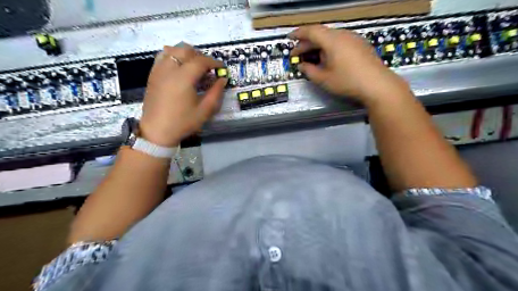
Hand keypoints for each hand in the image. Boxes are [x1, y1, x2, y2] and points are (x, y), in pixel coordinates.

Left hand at [140, 44, 226, 146]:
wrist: (157, 131)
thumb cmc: (183, 122)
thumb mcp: (204, 110)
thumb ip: (216, 92)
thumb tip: (222, 79)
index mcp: (183, 78)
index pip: (201, 61)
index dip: (213, 62)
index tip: (221, 67)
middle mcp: (170, 69)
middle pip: (186, 50)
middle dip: (200, 56)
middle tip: (208, 68)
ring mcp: (159, 70)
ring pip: (173, 49)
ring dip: (186, 53)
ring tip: (194, 65)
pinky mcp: (153, 74)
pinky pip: (163, 56)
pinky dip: (174, 56)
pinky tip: (180, 67)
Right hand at [290, 25, 410, 106]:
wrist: (377, 85)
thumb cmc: (347, 81)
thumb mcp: (324, 79)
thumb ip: (309, 71)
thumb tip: (302, 65)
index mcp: (332, 40)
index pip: (311, 31)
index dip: (298, 34)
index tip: (289, 38)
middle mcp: (343, 35)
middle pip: (321, 34)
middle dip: (307, 44)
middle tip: (297, 54)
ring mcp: (354, 39)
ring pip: (331, 38)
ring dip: (318, 46)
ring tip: (311, 58)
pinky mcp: (360, 45)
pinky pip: (340, 42)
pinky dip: (329, 48)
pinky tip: (328, 59)